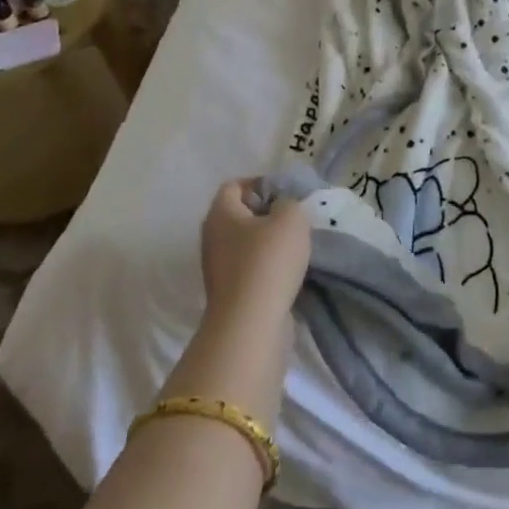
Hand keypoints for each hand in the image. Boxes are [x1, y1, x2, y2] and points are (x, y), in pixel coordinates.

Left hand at [199, 179, 311, 330]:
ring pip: (245, 243)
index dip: (260, 183)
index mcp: (220, 213)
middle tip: (293, 217)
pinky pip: (249, 268)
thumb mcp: (291, 217)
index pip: (235, 185)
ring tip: (296, 245)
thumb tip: (282, 206)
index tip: (286, 193)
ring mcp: (217, 268)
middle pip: (239, 215)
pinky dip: (267, 266)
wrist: (251, 325)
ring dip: (269, 242)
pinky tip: (288, 271)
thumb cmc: (268, 261)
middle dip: (266, 213)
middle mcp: (212, 238)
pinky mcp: (228, 293)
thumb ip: (289, 201)